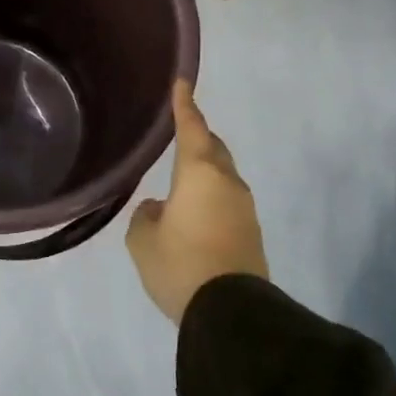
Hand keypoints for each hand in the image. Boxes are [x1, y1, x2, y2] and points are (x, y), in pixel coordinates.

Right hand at [126, 81, 268, 324]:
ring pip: (223, 175)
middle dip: (198, 136)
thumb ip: (144, 216)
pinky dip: (211, 194)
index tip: (182, 82)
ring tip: (181, 178)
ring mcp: (244, 207)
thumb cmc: (180, 265)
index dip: (184, 104)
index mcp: (199, 173)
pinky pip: (227, 199)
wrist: (232, 313)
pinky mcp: (251, 232)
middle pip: (214, 148)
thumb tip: (158, 208)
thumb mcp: (143, 241)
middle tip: (180, 131)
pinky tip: (193, 211)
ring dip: (204, 170)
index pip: (191, 128)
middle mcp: (227, 182)